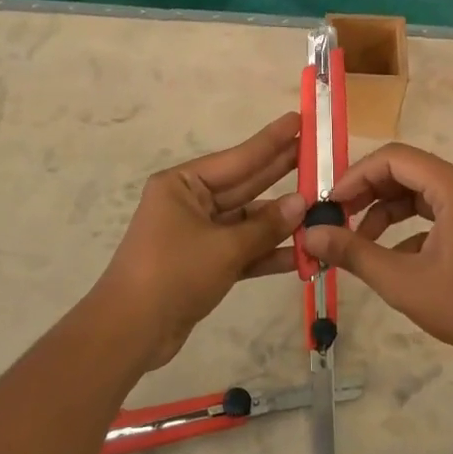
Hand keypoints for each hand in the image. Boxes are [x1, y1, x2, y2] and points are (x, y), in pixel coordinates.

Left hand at [90, 112, 306, 368]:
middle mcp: (190, 203)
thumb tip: (302, 204)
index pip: (237, 158)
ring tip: (322, 207)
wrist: (130, 332)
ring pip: (247, 221)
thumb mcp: (224, 247)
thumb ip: (266, 226)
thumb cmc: (172, 273)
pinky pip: (243, 250)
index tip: (299, 121)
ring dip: (281, 221)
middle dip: (281, 172)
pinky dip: (268, 252)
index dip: (271, 141)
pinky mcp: (205, 264)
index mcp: (183, 185)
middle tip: (318, 153)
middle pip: (245, 185)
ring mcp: (198, 234)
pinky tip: (303, 253)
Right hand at [299, 142, 452, 362]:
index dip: (356, 175)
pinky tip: (389, 258)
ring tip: (355, 241)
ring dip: (384, 211)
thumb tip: (309, 235)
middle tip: (334, 219)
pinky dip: (407, 227)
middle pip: (406, 171)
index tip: (328, 202)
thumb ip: (353, 252)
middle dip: (367, 193)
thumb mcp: (402, 280)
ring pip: (418, 192)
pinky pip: (434, 212)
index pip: (395, 158)